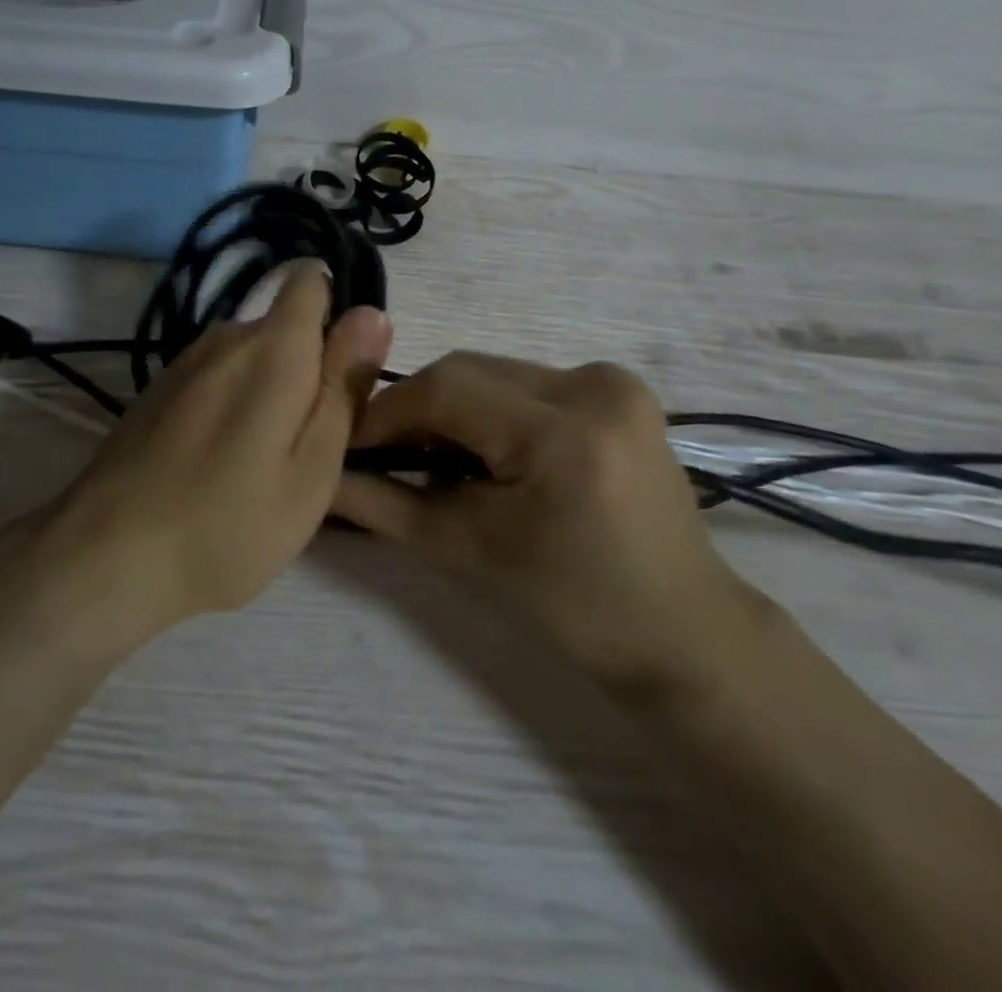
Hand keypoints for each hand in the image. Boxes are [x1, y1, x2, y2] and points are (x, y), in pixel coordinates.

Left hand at [47, 263, 391, 646]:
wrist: (109, 554)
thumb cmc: (230, 521)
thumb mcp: (313, 466)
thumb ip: (344, 384)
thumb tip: (370, 312)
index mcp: (274, 346)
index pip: (310, 281)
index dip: (337, 315)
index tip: (343, 375)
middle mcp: (226, 336)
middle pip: (284, 328)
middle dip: (306, 369)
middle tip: (307, 446)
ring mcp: (185, 362)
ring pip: (249, 357)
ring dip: (266, 392)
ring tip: (260, 464)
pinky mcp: (158, 390)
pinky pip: (215, 379)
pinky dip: (230, 406)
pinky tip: (215, 463)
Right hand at [335, 353, 759, 699]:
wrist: (681, 631)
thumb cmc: (571, 606)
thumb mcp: (463, 552)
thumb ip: (382, 504)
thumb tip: (320, 475)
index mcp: (565, 435)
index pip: (446, 390)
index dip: (387, 412)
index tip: (351, 444)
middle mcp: (596, 387)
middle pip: (468, 370)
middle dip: (418, 409)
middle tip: (388, 454)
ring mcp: (614, 381)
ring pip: (494, 372)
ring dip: (453, 406)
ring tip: (435, 456)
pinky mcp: (620, 388)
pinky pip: (527, 381)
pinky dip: (491, 407)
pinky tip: (486, 449)